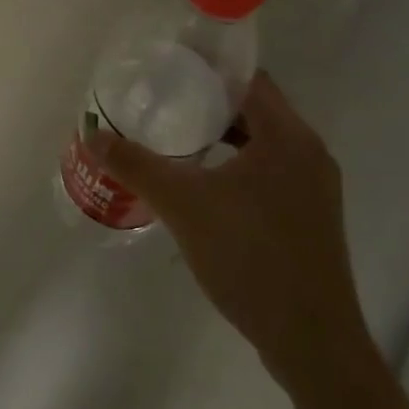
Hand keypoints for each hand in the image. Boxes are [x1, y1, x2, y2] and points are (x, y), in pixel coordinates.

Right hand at [95, 71, 370, 394]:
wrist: (311, 340)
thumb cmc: (249, 257)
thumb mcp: (183, 205)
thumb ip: (136, 165)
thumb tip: (93, 134)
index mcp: (288, 137)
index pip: (250, 79)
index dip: (210, 69)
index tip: (169, 68)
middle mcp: (309, 153)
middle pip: (256, 109)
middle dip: (209, 103)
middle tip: (163, 102)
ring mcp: (315, 187)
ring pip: (263, 144)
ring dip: (224, 137)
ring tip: (177, 139)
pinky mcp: (311, 217)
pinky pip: (270, 172)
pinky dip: (237, 166)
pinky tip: (204, 185)